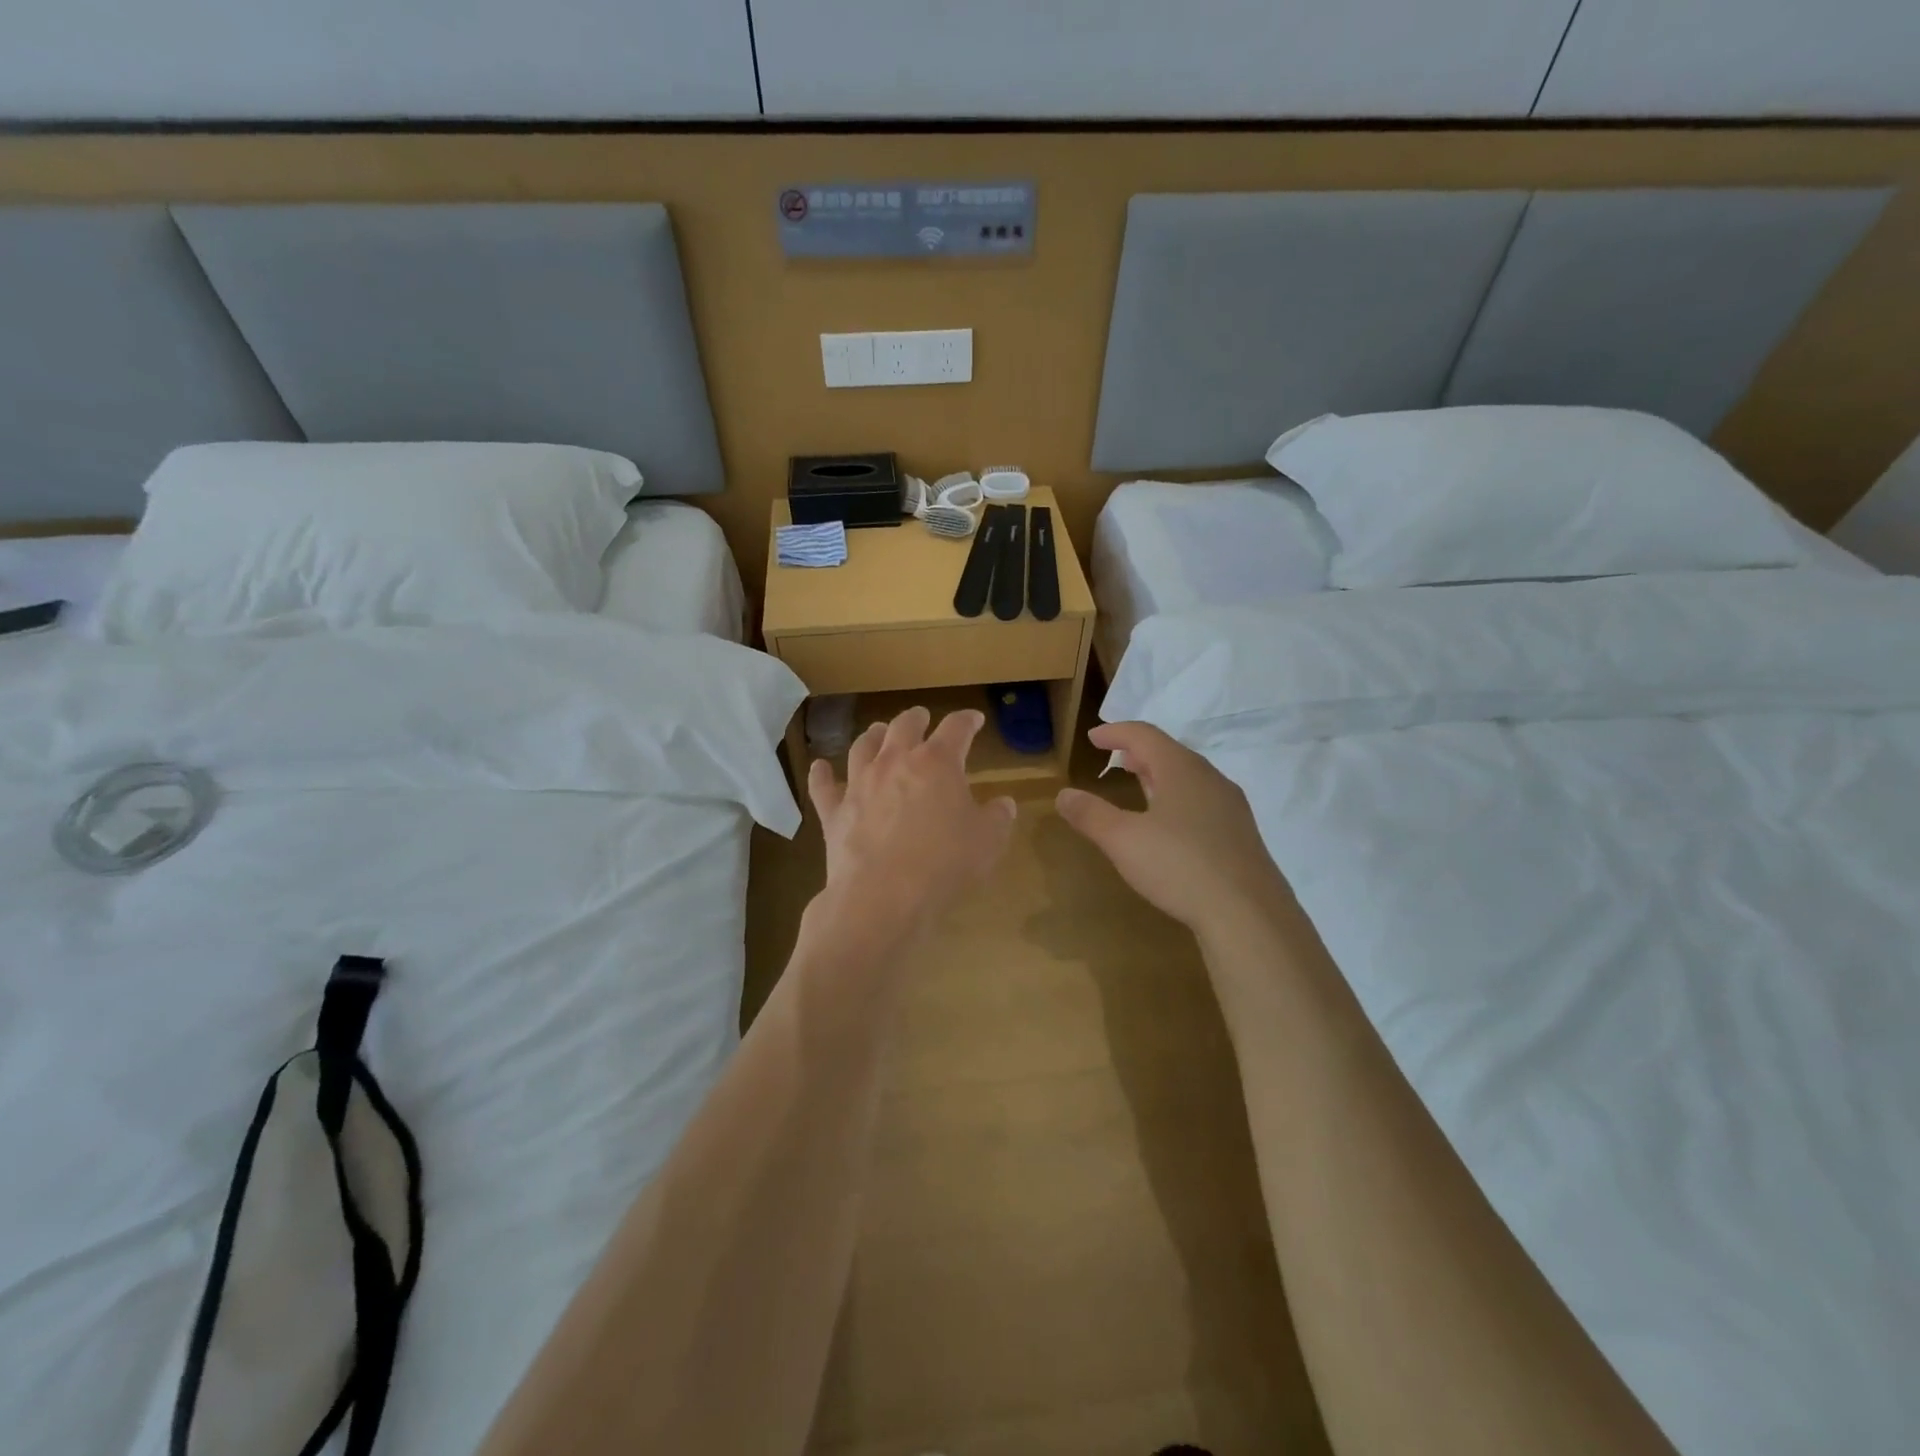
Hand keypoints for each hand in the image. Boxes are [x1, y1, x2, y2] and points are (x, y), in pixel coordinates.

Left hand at [804, 707, 1016, 957]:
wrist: (883, 895)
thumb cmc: (944, 864)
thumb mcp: (987, 842)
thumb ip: (997, 818)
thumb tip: (1004, 804)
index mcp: (937, 763)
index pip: (956, 729)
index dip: (966, 721)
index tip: (973, 720)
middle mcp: (895, 762)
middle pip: (904, 726)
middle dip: (916, 718)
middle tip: (921, 717)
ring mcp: (860, 784)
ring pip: (863, 746)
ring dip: (873, 735)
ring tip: (878, 731)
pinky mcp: (834, 811)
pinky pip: (824, 786)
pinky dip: (822, 774)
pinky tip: (819, 767)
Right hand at [1056, 721, 1292, 935]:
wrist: (1249, 914)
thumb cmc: (1180, 866)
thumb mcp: (1123, 840)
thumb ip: (1091, 815)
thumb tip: (1063, 795)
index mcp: (1181, 770)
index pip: (1145, 735)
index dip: (1116, 732)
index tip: (1093, 737)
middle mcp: (1210, 779)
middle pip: (1170, 753)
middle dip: (1140, 752)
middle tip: (1116, 758)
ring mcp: (1230, 807)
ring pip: (1189, 778)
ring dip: (1160, 775)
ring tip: (1141, 785)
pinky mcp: (1240, 835)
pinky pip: (1202, 801)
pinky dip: (1178, 798)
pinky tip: (1171, 825)